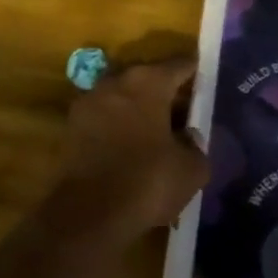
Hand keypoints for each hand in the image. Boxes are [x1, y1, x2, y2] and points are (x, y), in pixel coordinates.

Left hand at [48, 56, 209, 242]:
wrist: (88, 211)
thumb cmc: (147, 181)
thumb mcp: (190, 170)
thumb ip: (196, 146)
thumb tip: (189, 137)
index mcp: (148, 82)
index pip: (179, 66)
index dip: (194, 72)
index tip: (204, 79)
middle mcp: (116, 80)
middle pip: (147, 78)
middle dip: (164, 92)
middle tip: (182, 112)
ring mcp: (90, 100)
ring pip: (122, 96)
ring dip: (138, 109)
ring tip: (155, 133)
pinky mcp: (72, 124)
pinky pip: (104, 117)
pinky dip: (117, 127)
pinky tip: (128, 148)